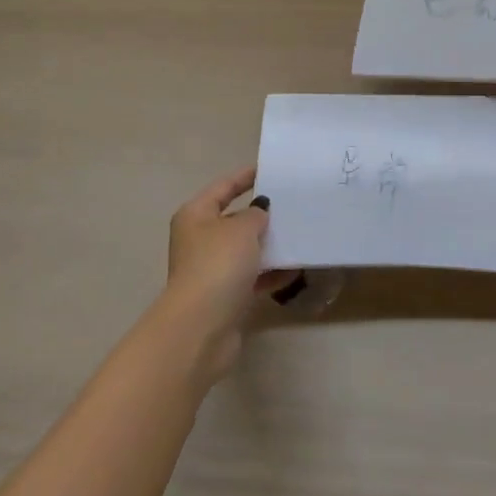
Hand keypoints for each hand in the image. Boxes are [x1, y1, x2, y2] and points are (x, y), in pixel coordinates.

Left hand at [156, 166, 298, 383]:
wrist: (203, 325)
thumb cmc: (218, 264)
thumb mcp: (242, 228)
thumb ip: (256, 213)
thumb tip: (260, 211)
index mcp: (196, 215)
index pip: (223, 187)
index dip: (245, 176)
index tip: (270, 169)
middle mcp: (200, 240)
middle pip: (234, 219)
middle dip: (262, 213)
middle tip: (293, 204)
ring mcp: (211, 269)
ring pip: (245, 250)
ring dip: (269, 244)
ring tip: (300, 234)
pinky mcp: (225, 295)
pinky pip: (253, 276)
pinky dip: (271, 272)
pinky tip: (296, 268)